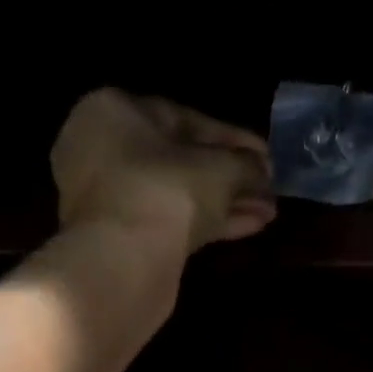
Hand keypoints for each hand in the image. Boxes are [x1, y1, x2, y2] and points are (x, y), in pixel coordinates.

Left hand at [52, 89, 274, 254]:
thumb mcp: (221, 169)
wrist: (123, 260)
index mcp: (116, 111)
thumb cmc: (168, 190)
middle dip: (232, 177)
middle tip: (269, 190)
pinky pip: (170, 218)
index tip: (266, 159)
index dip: (235, 140)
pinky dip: (208, 221)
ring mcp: (108, 194)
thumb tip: (262, 169)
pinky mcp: (120, 234)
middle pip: (183, 160)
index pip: (188, 120)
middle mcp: (103, 146)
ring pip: (179, 193)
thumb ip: (246, 164)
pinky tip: (250, 226)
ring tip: (268, 213)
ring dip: (226, 202)